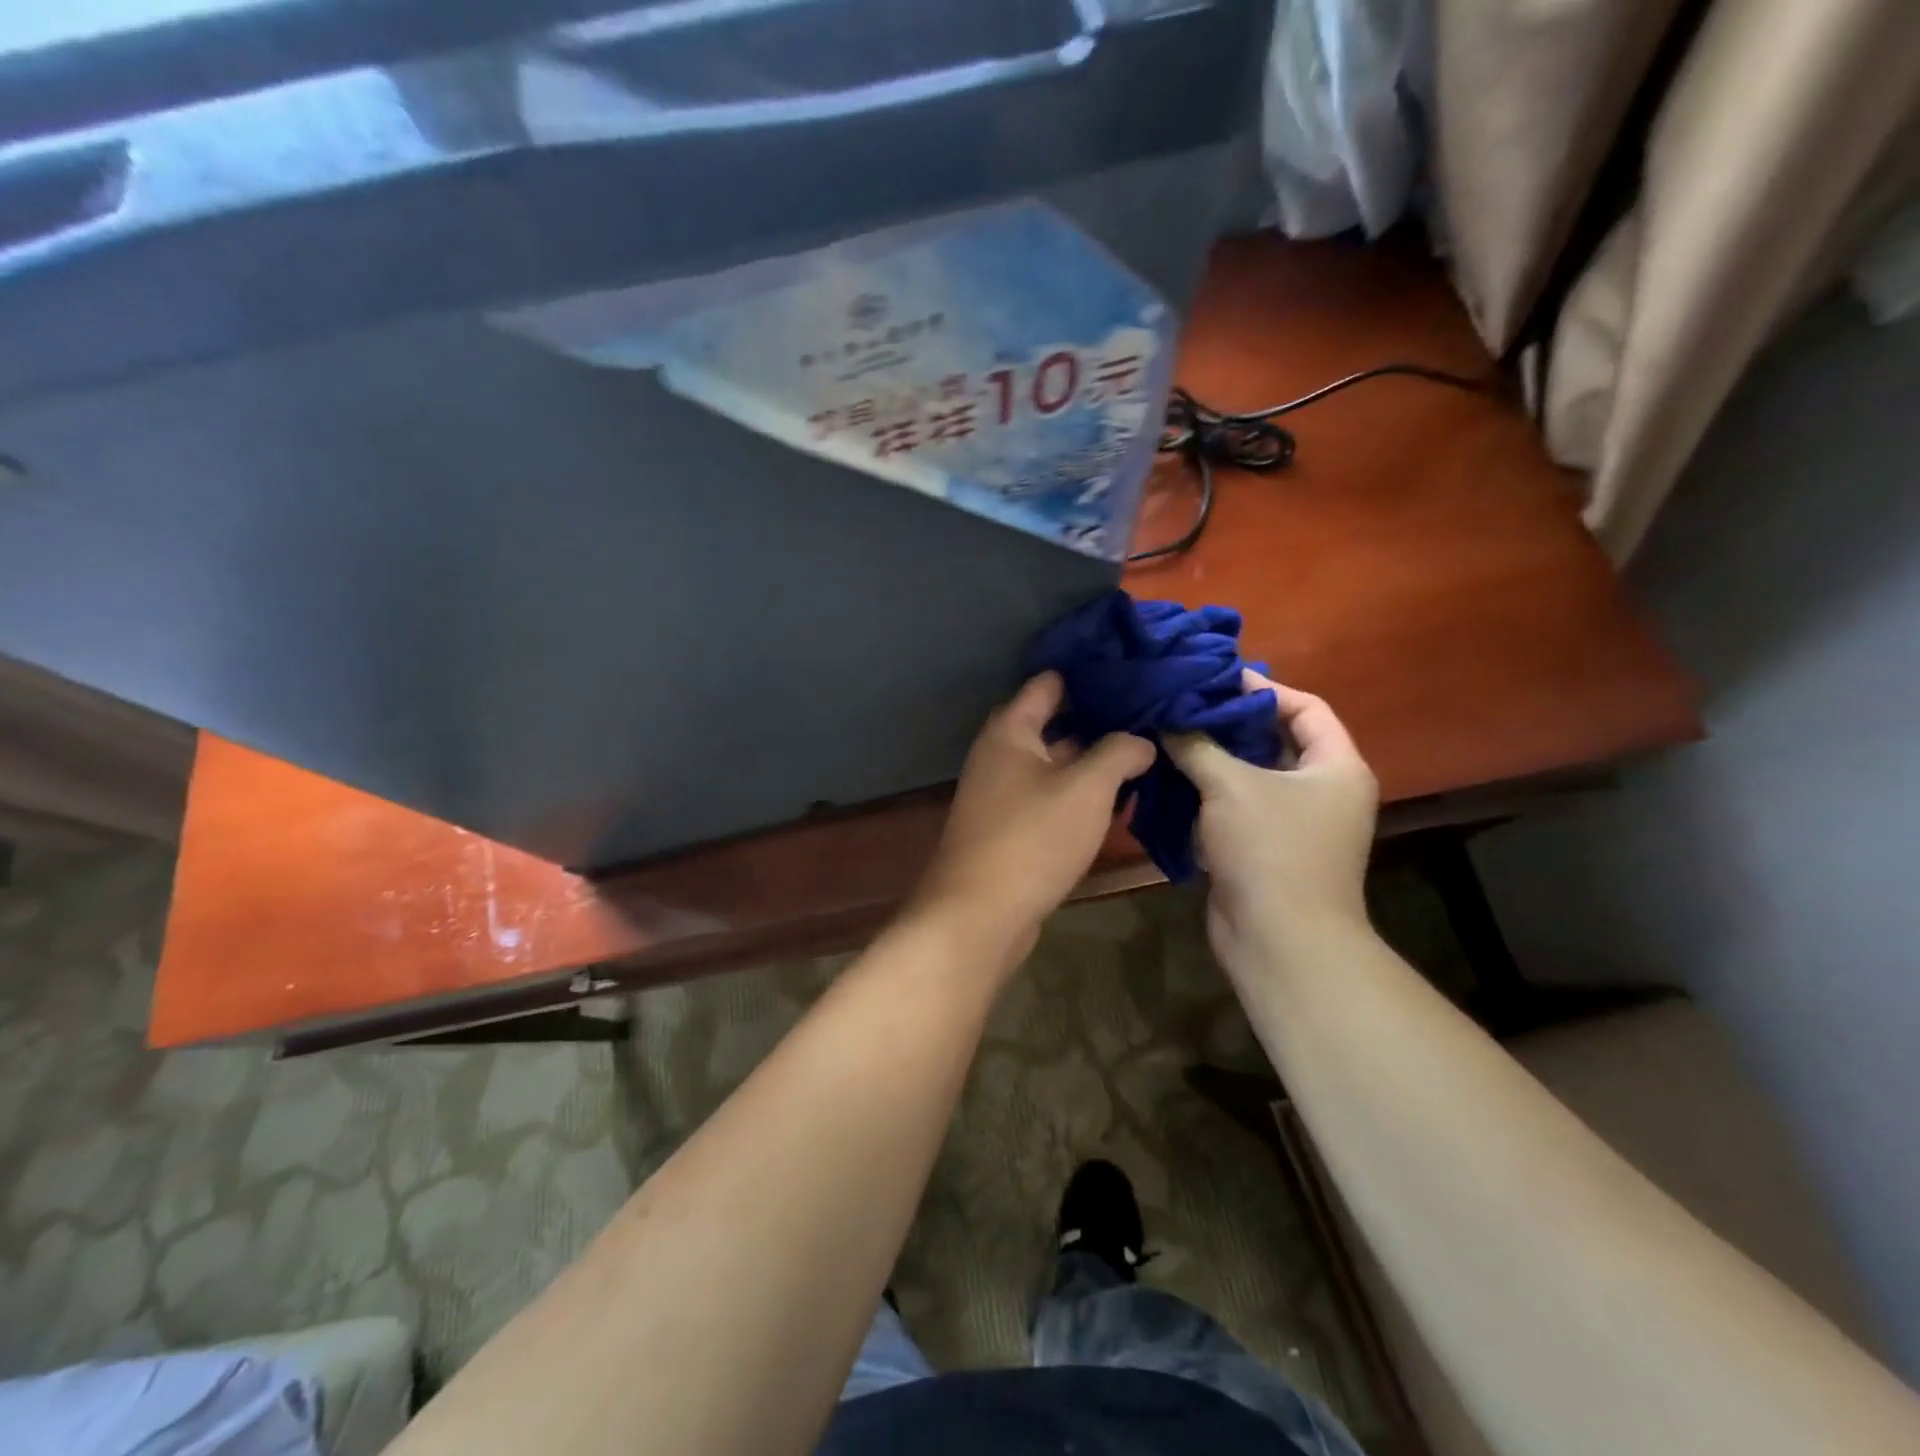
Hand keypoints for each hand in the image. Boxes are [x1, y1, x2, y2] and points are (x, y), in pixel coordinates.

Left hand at [912, 672, 1153, 958]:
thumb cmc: (1032, 838)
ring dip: (1090, 761)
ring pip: (1052, 764)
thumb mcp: (1087, 788)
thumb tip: (1142, 740)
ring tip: (1142, 754)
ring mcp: (1000, 794)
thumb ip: (1119, 753)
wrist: (979, 914)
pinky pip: (1047, 798)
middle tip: (1147, 714)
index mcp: (1010, 731)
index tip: (1130, 669)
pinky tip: (1114, 801)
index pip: (1048, 684)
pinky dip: (1077, 795)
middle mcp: (999, 755)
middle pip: (1051, 723)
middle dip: (1096, 719)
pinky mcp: (1008, 829)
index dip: (1087, 674)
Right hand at [1167, 671, 1377, 967]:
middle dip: (1228, 724)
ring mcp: (1293, 822)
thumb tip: (1167, 719)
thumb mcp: (1230, 786)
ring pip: (1249, 776)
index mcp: (1335, 766)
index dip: (1263, 688)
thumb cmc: (1269, 849)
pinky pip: (1235, 807)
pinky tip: (1169, 778)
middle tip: (1182, 706)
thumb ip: (1197, 745)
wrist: (1279, 940)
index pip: (1305, 707)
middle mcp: (1321, 790)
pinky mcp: (1264, 848)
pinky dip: (1207, 793)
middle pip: (1274, 740)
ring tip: (1167, 735)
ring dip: (1211, 759)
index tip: (1215, 680)